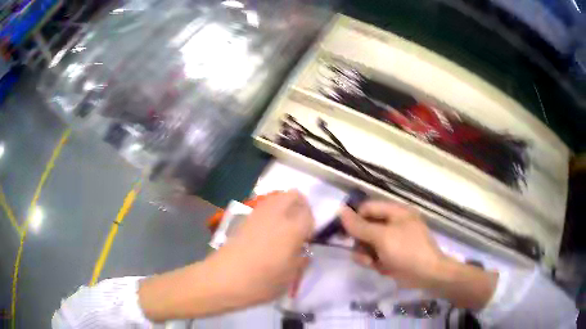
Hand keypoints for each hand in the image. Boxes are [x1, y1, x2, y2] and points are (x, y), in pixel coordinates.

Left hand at [206, 190, 313, 305]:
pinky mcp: (244, 218)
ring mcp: (258, 214)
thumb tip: (302, 250)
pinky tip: (266, 231)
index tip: (306, 239)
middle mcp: (277, 215)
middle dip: (301, 206)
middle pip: (294, 195)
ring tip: (283, 228)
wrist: (224, 278)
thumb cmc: (262, 281)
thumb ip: (301, 259)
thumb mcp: (290, 277)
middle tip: (298, 226)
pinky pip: (264, 206)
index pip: (309, 214)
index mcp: (293, 229)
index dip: (311, 226)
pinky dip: (270, 211)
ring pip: (277, 197)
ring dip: (285, 206)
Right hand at [340, 200, 496, 309]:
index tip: (342, 233)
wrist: (427, 275)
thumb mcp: (381, 237)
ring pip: (368, 243)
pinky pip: (375, 254)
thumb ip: (359, 225)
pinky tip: (378, 267)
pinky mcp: (392, 255)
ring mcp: (393, 240)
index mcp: (395, 212)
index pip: (367, 208)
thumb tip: (340, 210)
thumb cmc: (407, 250)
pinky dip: (373, 261)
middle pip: (366, 227)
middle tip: (360, 251)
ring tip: (371, 262)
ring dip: (365, 253)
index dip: (354, 219)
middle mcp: (393, 223)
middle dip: (360, 241)